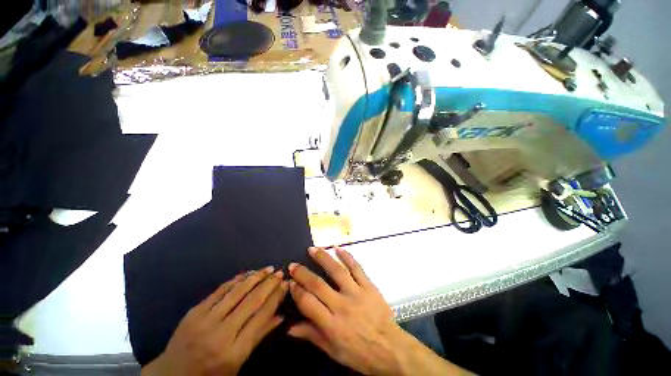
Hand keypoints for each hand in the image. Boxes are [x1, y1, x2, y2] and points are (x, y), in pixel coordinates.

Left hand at [142, 267, 287, 375]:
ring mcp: (205, 320)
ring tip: (267, 268)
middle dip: (269, 284)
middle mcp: (221, 334)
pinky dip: (235, 280)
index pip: (261, 317)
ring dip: (255, 277)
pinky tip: (247, 273)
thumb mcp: (238, 364)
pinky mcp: (194, 311)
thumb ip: (259, 337)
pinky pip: (219, 291)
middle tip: (280, 271)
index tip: (285, 284)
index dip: (276, 298)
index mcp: (234, 352)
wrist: (172, 375)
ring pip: (236, 292)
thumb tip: (280, 316)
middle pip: (251, 302)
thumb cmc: (210, 374)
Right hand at [286, 247, 408, 374]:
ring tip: (312, 249)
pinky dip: (347, 256)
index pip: (308, 303)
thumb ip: (312, 336)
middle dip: (303, 273)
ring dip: (323, 258)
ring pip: (337, 271)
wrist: (390, 349)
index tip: (290, 282)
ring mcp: (357, 293)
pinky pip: (357, 268)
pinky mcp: (369, 286)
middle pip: (318, 285)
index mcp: (332, 325)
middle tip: (293, 265)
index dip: (297, 291)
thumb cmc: (360, 353)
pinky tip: (338, 248)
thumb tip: (289, 327)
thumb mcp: (333, 351)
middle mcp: (342, 306)